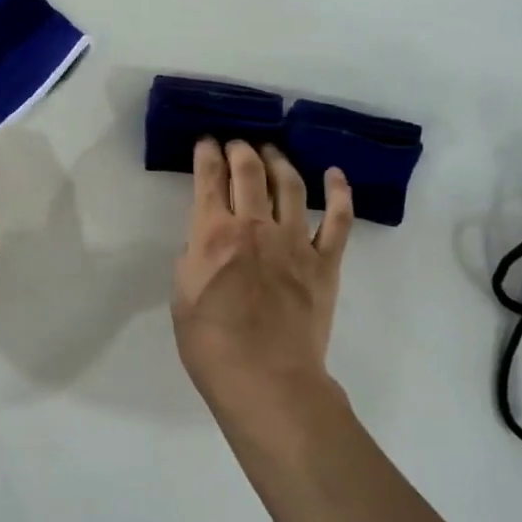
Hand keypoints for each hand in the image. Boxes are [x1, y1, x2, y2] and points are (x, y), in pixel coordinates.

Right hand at [172, 139, 352, 431]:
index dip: (206, 153)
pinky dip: (340, 193)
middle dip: (241, 149)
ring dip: (280, 161)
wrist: (266, 380)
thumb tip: (206, 238)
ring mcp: (295, 242)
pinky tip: (334, 174)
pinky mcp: (326, 262)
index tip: (206, 141)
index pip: (209, 179)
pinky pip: (339, 220)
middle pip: (250, 172)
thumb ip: (194, 257)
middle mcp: (255, 226)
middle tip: (236, 143)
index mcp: (214, 234)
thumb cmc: (211, 343)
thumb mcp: (181, 295)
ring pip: (291, 185)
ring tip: (272, 151)